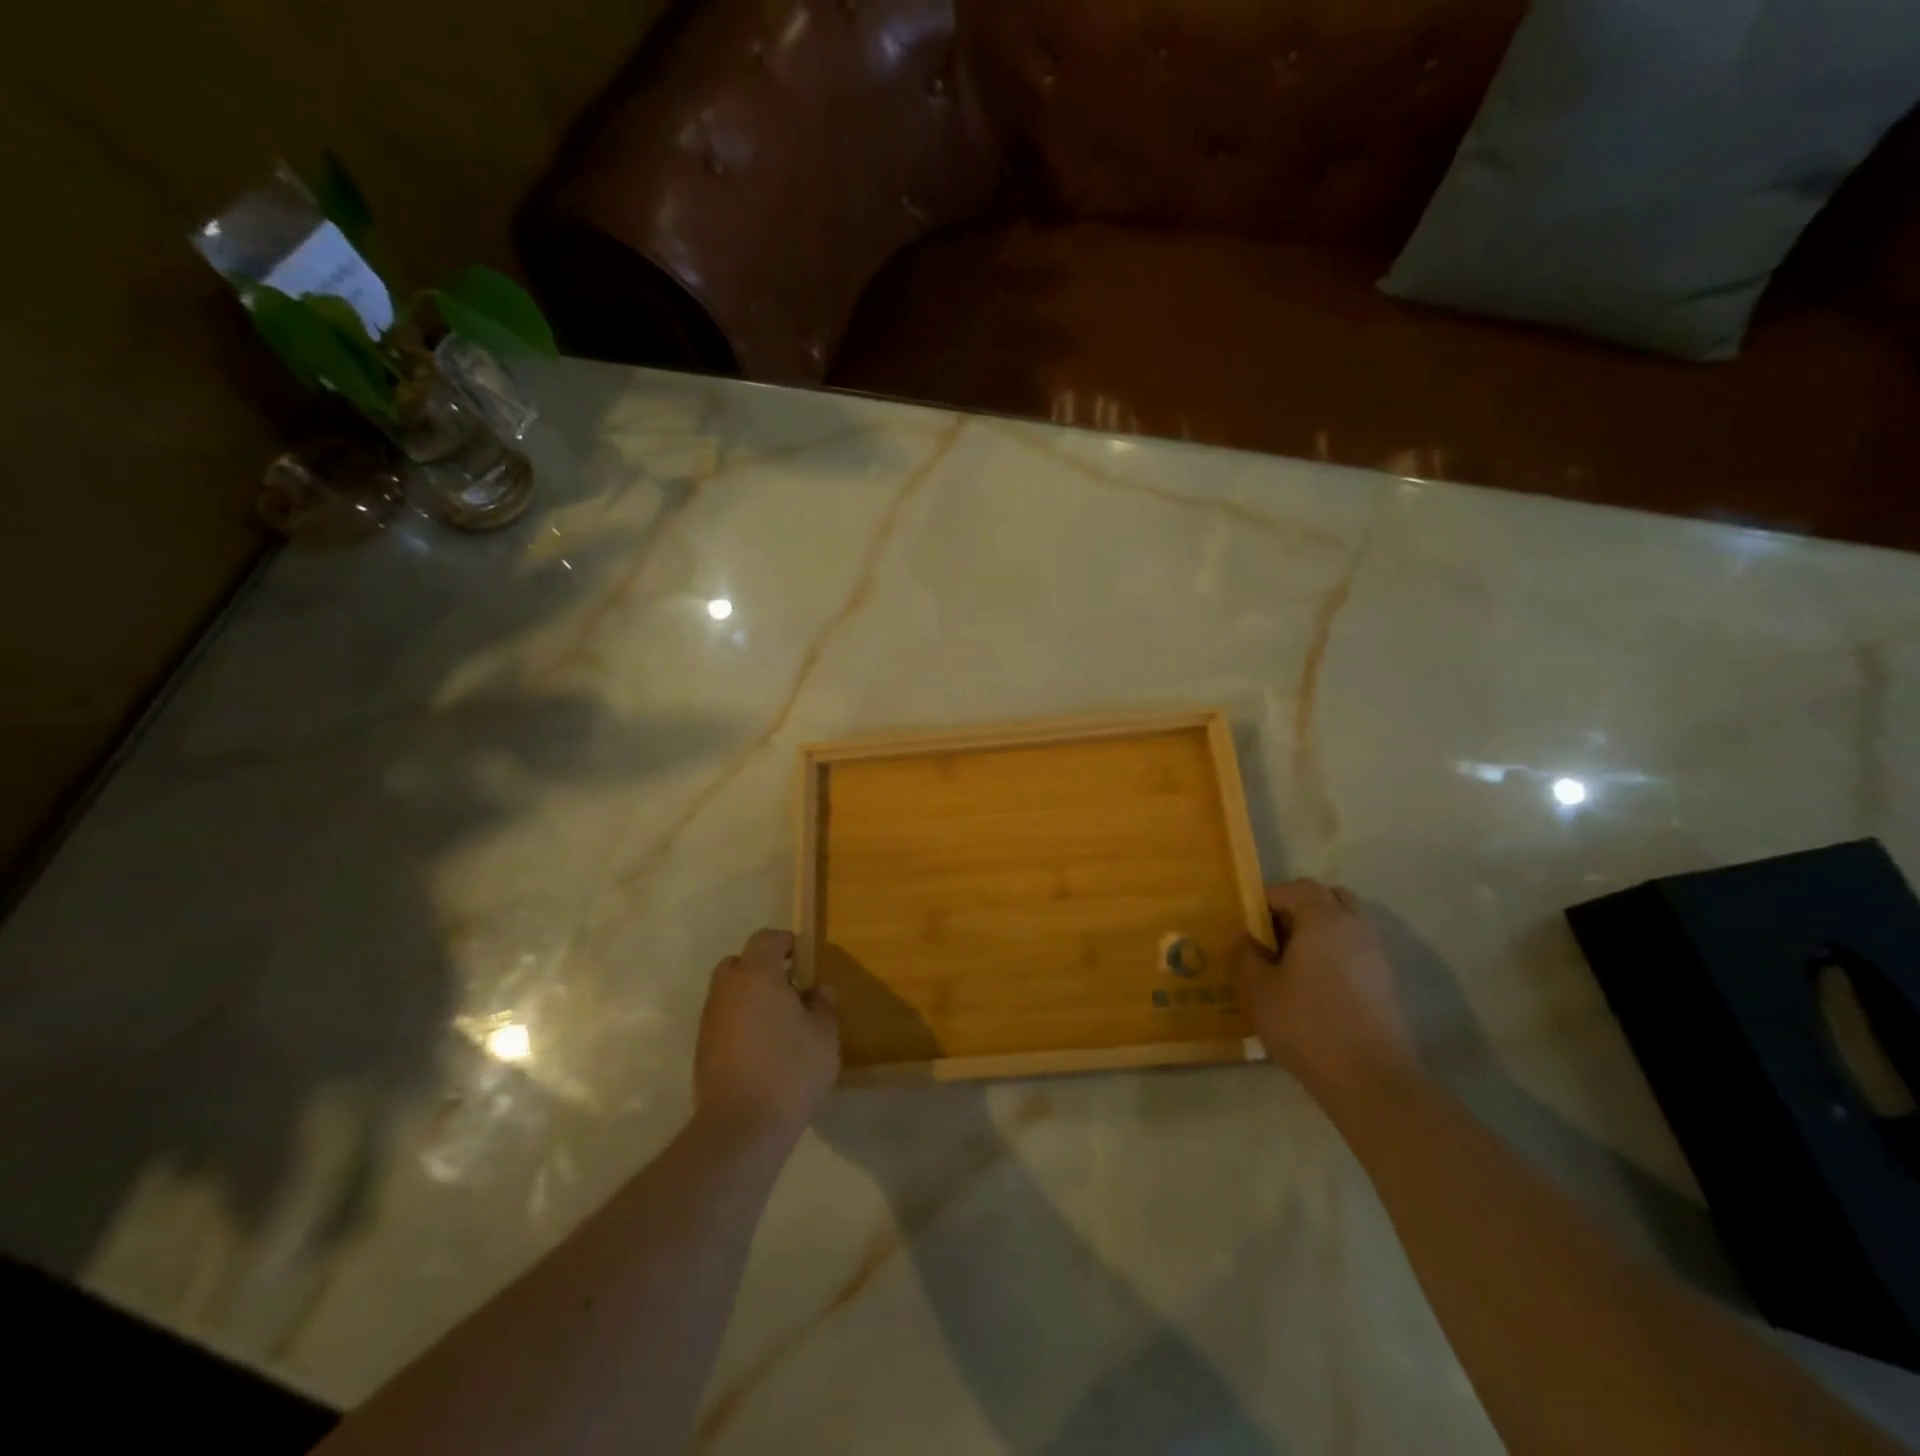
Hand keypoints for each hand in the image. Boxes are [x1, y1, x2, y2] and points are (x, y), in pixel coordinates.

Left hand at [694, 929, 839, 1141]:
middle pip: (739, 963)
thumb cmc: (790, 1070)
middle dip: (762, 969)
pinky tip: (762, 1049)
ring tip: (778, 1023)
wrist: (740, 1128)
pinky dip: (740, 1023)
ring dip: (749, 998)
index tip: (803, 958)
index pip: (765, 939)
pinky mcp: (702, 1050)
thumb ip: (823, 1005)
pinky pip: (723, 1021)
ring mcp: (710, 1021)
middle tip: (789, 990)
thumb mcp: (824, 1035)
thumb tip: (817, 991)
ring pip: (728, 993)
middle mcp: (727, 990)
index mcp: (757, 975)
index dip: (785, 942)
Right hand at [1236, 880, 1419, 1101]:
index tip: (1249, 922)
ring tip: (1292, 962)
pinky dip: (1335, 953)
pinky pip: (1356, 950)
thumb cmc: (1307, 1025)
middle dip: (1300, 908)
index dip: (1269, 898)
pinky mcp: (1386, 983)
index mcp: (1324, 920)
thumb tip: (1245, 939)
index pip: (1297, 888)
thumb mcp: (1258, 990)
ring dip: (1319, 931)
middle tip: (1274, 935)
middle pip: (1329, 898)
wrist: (1370, 1080)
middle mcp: (1355, 928)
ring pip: (1346, 924)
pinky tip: (1314, 985)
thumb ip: (1246, 956)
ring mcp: (1376, 955)